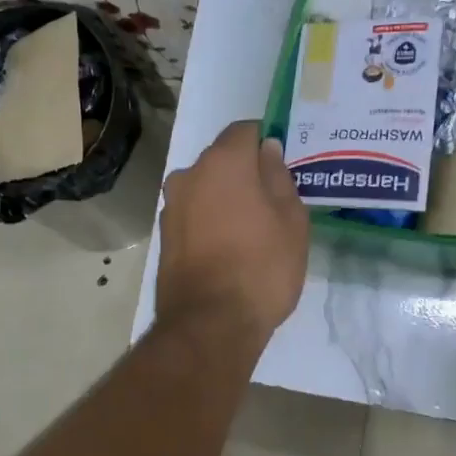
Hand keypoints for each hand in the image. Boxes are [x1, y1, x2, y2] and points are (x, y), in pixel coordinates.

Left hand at [156, 121, 309, 343]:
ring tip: (253, 230)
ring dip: (226, 199)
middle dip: (246, 172)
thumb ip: (279, 177)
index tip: (284, 164)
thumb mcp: (291, 220)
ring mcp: (171, 207)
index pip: (245, 130)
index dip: (266, 141)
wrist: (210, 324)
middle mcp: (188, 175)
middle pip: (222, 160)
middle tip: (274, 201)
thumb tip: (267, 150)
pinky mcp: (164, 237)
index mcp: (222, 162)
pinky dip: (210, 221)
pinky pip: (194, 215)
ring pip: (206, 189)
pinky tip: (230, 248)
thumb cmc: (261, 267)